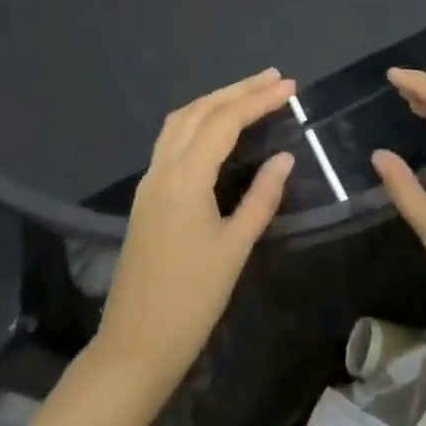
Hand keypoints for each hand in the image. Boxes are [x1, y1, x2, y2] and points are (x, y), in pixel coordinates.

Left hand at [95, 69, 295, 397]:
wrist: (135, 346)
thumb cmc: (191, 301)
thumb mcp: (235, 248)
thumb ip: (262, 197)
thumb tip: (284, 158)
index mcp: (185, 178)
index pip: (225, 121)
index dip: (258, 100)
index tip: (290, 87)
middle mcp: (163, 168)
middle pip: (201, 111)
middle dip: (238, 90)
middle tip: (274, 78)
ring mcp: (150, 180)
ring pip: (181, 120)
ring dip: (215, 100)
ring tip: (248, 93)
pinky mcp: (146, 195)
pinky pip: (171, 138)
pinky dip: (198, 119)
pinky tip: (215, 126)